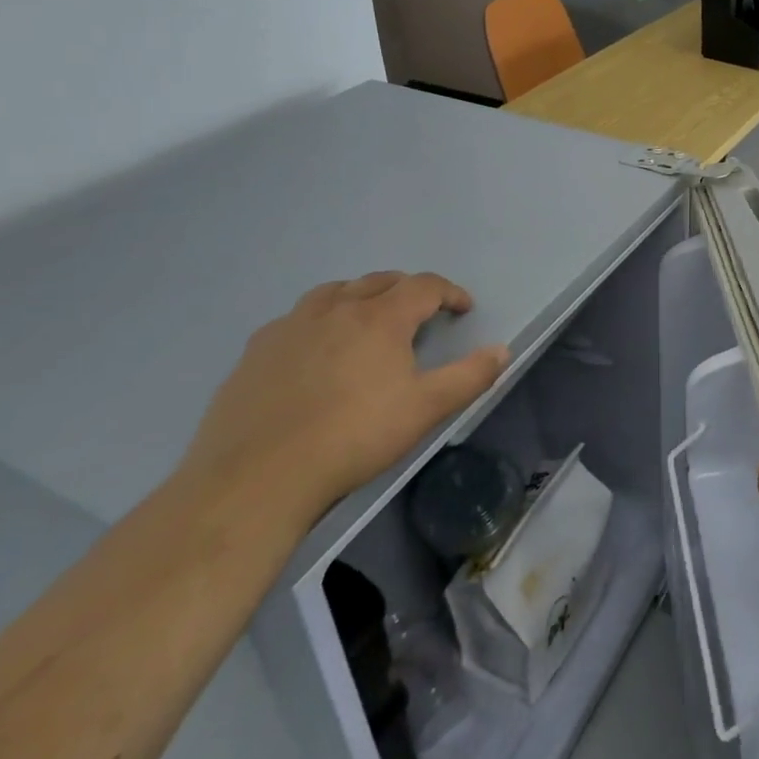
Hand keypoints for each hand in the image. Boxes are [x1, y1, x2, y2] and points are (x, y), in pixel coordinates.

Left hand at [183, 272, 508, 523]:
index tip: (462, 308)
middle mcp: (336, 308)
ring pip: (334, 292)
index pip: (424, 286)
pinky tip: (316, 349)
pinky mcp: (256, 350)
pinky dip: (319, 320)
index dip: (449, 292)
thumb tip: (502, 350)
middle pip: (380, 281)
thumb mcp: (424, 409)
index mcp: (380, 317)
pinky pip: (297, 319)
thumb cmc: (353, 437)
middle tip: (421, 313)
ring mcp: (291, 326)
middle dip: (407, 290)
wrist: (257, 477)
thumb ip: (469, 376)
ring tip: (368, 318)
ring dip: (360, 296)